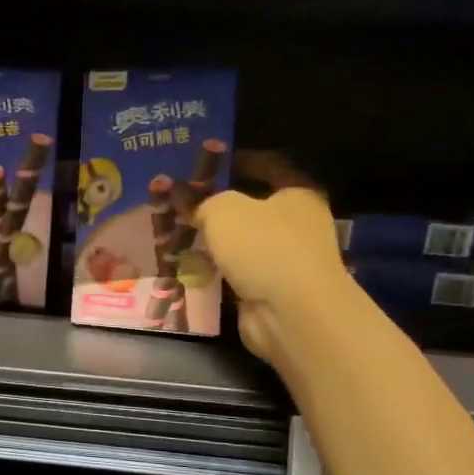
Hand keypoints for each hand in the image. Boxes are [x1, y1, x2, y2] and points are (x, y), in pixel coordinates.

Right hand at [194, 153, 347, 370]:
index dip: (235, 160)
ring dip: (214, 239)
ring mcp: (286, 259)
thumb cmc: (264, 248)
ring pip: (242, 241)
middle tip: (180, 200)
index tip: (203, 163)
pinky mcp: (271, 289)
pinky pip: (237, 271)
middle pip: (252, 205)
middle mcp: (297, 222)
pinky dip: (216, 269)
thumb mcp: (224, 210)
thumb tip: (182, 196)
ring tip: (176, 231)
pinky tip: (187, 265)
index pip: (268, 165)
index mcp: (297, 193)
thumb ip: (201, 199)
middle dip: (217, 204)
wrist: (291, 314)